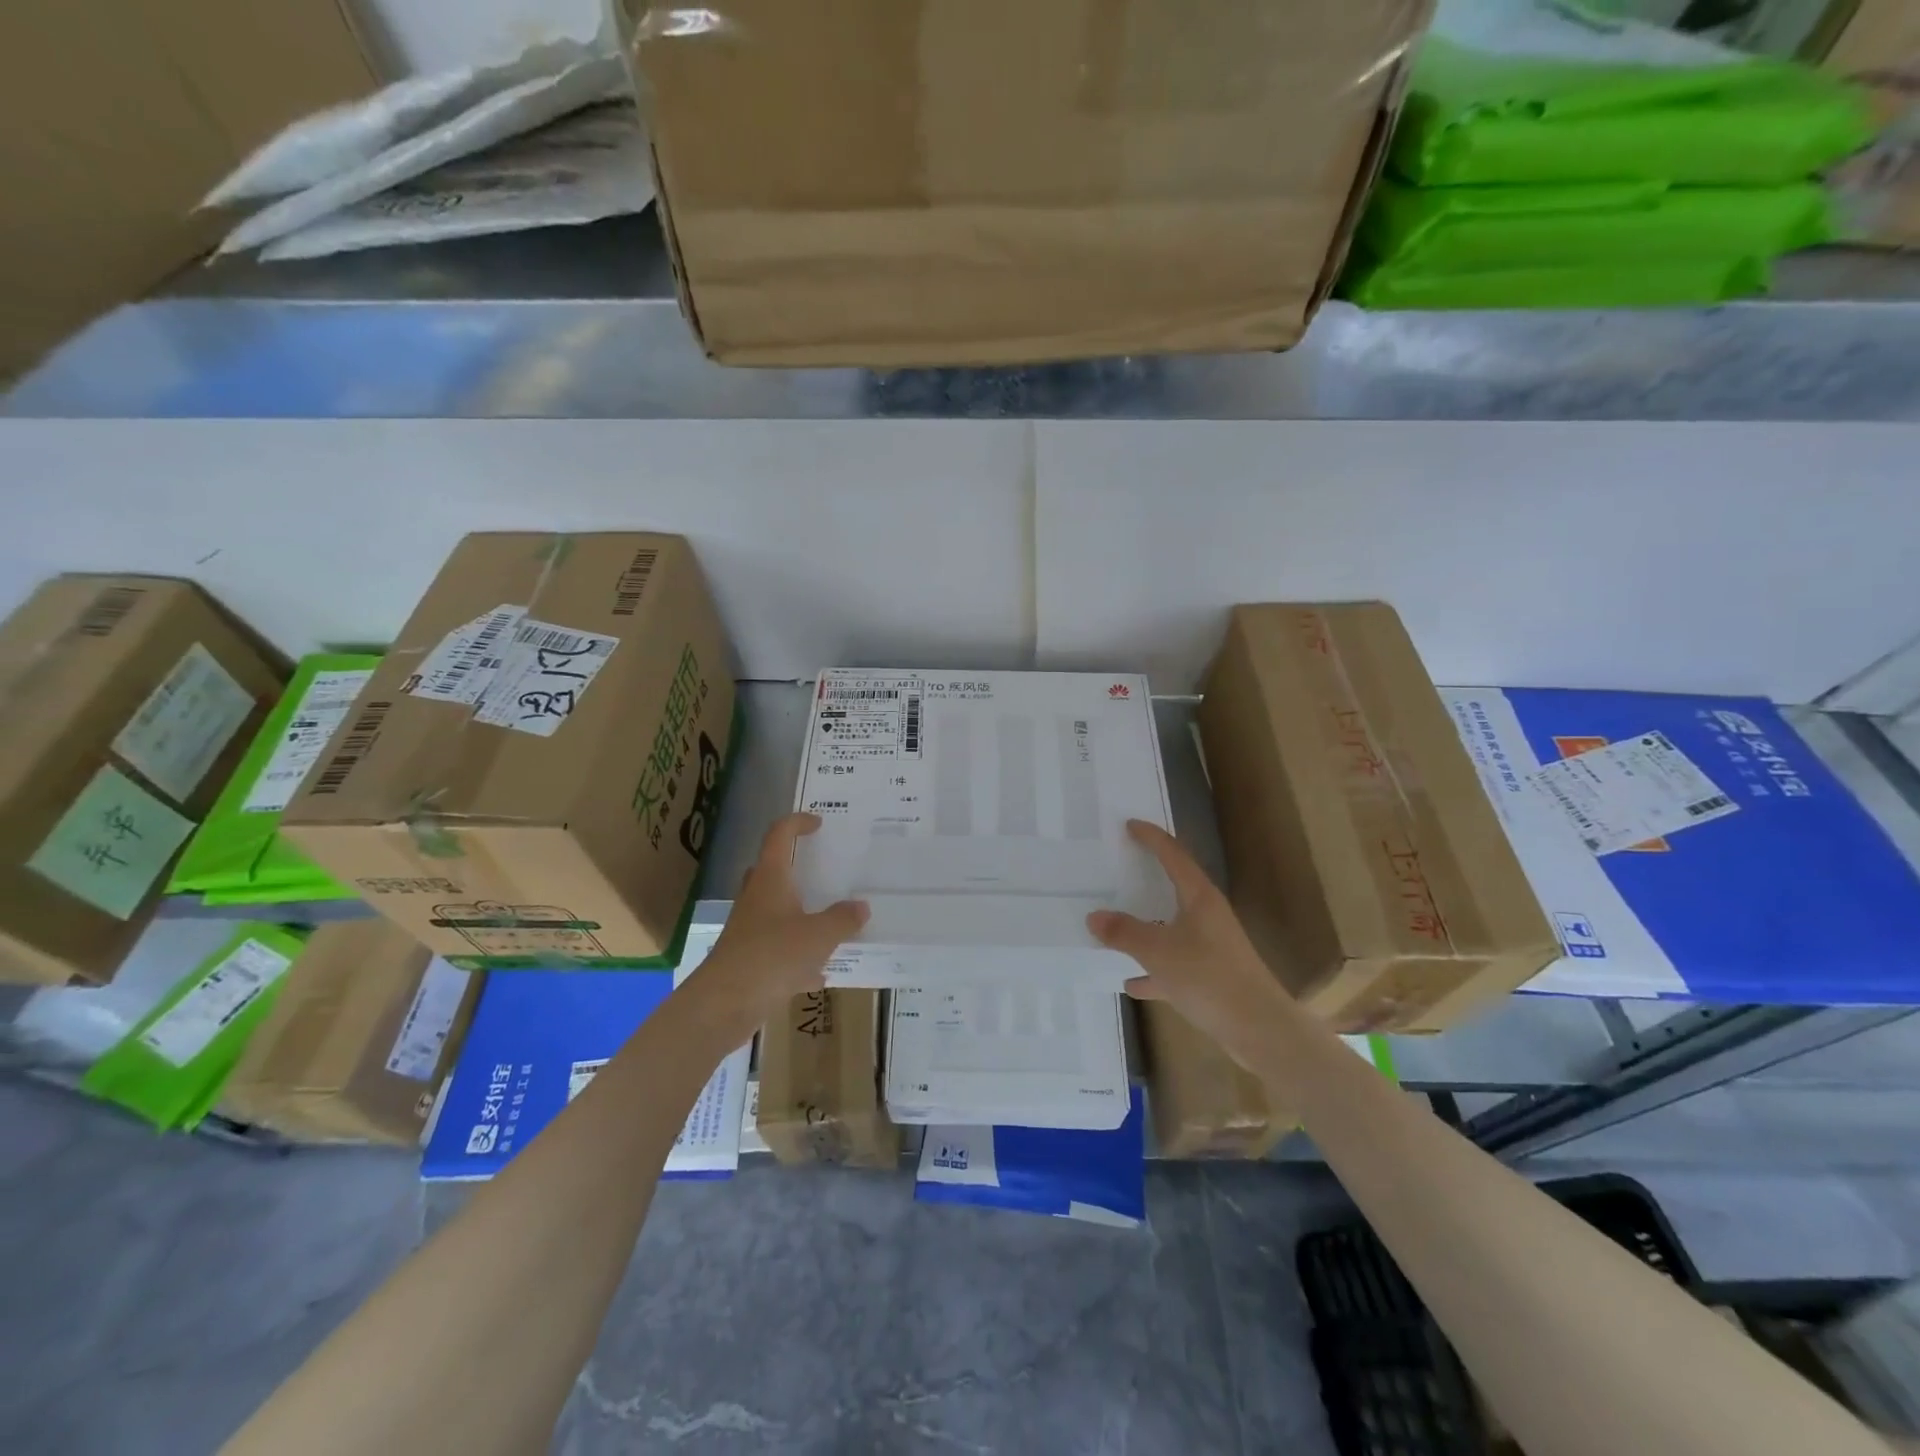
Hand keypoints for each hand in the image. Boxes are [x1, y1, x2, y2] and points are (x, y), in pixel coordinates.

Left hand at [691, 813, 868, 1037]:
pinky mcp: (749, 961)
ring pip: (776, 911)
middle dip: (796, 867)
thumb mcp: (819, 935)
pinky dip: (799, 955)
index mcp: (770, 880)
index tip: (818, 823)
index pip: (779, 836)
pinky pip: (778, 948)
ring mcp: (749, 930)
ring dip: (800, 911)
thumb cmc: (772, 956)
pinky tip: (821, 971)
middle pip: (772, 871)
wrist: (723, 1005)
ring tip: (831, 919)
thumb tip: (861, 906)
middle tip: (823, 869)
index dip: (797, 823)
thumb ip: (843, 918)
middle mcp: (756, 899)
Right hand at [1087, 819, 1288, 1069]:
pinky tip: (1132, 982)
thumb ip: (1124, 932)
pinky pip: (1174, 965)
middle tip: (1118, 865)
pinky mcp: (1211, 976)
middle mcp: (1207, 916)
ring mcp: (1211, 946)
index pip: (1173, 855)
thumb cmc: (1210, 977)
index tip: (1130, 825)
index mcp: (1199, 898)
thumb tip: (1094, 916)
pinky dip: (1154, 970)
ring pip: (1172, 927)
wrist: (1260, 1029)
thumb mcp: (1158, 952)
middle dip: (1147, 877)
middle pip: (1174, 887)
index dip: (1152, 838)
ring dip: (1147, 926)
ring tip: (1116, 924)